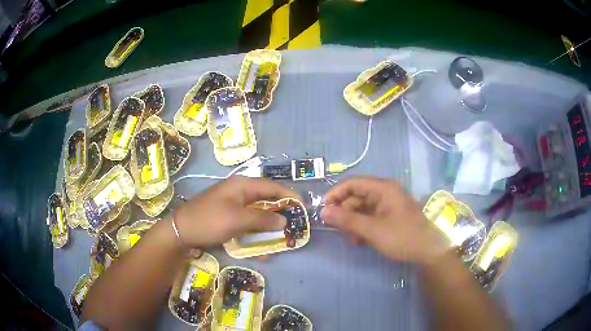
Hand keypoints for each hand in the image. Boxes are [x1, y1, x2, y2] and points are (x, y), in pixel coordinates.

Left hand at [174, 176, 300, 246]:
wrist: (181, 231)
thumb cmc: (210, 221)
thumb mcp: (237, 219)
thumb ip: (262, 219)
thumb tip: (284, 220)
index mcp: (242, 185)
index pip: (272, 186)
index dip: (289, 195)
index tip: (303, 207)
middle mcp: (239, 192)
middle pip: (266, 200)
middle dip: (280, 214)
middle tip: (293, 226)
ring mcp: (233, 205)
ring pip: (257, 214)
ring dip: (268, 227)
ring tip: (279, 239)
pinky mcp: (228, 217)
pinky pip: (247, 224)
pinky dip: (255, 233)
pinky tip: (259, 248)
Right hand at [321, 177, 447, 263]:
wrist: (429, 251)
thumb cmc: (402, 236)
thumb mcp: (372, 230)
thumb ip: (347, 220)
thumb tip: (323, 211)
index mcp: (382, 188)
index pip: (352, 183)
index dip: (335, 194)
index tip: (323, 210)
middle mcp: (384, 192)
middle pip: (356, 196)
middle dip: (344, 213)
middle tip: (338, 230)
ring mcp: (388, 205)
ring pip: (362, 209)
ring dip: (353, 223)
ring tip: (352, 239)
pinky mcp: (390, 216)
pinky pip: (370, 217)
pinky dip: (362, 227)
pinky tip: (361, 241)